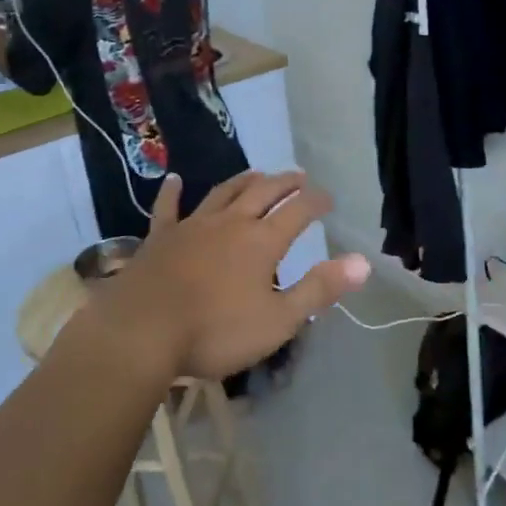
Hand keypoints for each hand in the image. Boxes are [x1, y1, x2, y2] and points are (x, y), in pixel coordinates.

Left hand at [87, 171, 369, 381]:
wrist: (142, 332)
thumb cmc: (215, 331)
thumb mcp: (278, 320)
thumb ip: (320, 289)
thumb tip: (363, 262)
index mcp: (261, 242)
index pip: (298, 212)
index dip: (316, 201)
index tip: (329, 197)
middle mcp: (230, 223)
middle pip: (263, 193)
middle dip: (285, 183)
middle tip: (299, 176)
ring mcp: (192, 226)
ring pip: (223, 193)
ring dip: (243, 181)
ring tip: (257, 173)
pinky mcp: (160, 238)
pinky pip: (168, 208)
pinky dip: (173, 193)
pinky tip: (173, 180)